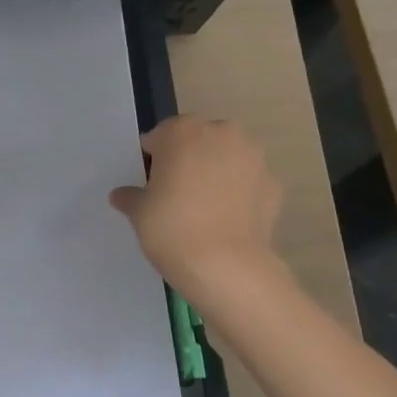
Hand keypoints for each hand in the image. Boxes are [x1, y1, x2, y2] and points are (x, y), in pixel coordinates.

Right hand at [110, 116, 283, 292]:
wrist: (225, 264)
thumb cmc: (171, 227)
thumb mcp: (139, 212)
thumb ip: (131, 197)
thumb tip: (122, 195)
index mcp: (183, 131)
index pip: (161, 136)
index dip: (153, 158)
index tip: (149, 182)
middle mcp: (222, 134)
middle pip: (199, 140)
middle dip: (188, 158)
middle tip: (175, 191)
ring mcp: (254, 158)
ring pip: (228, 157)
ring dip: (217, 172)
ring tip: (203, 207)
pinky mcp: (274, 185)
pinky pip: (248, 183)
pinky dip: (238, 194)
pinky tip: (225, 220)